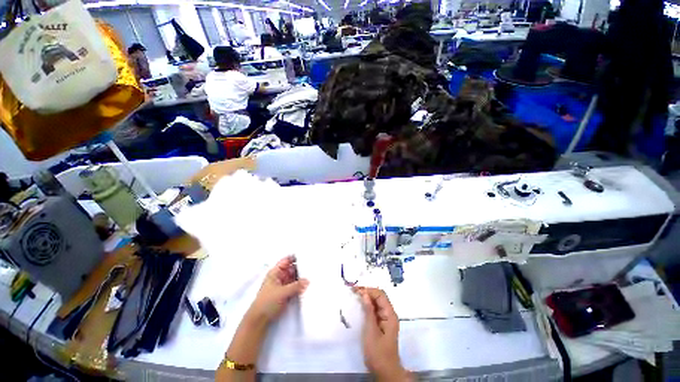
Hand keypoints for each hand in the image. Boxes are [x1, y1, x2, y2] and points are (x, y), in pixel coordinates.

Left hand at [247, 256, 308, 324]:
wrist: (259, 320)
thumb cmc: (267, 303)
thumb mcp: (282, 293)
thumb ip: (296, 286)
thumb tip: (307, 280)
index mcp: (275, 272)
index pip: (287, 260)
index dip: (296, 257)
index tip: (307, 256)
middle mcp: (280, 276)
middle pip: (292, 268)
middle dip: (301, 267)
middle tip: (313, 265)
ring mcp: (283, 284)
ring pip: (295, 277)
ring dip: (302, 276)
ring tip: (313, 273)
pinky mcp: (286, 293)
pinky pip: (296, 285)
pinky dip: (301, 284)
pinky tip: (309, 284)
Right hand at [354, 287, 410, 380]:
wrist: (385, 371)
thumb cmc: (378, 353)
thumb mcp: (371, 331)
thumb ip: (368, 311)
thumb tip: (364, 293)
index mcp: (390, 314)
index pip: (380, 295)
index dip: (369, 290)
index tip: (356, 290)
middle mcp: (389, 314)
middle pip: (379, 297)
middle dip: (367, 292)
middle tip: (353, 291)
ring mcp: (386, 319)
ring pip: (376, 303)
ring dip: (366, 298)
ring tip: (355, 295)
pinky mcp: (381, 324)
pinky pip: (375, 310)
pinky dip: (367, 306)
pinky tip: (360, 305)